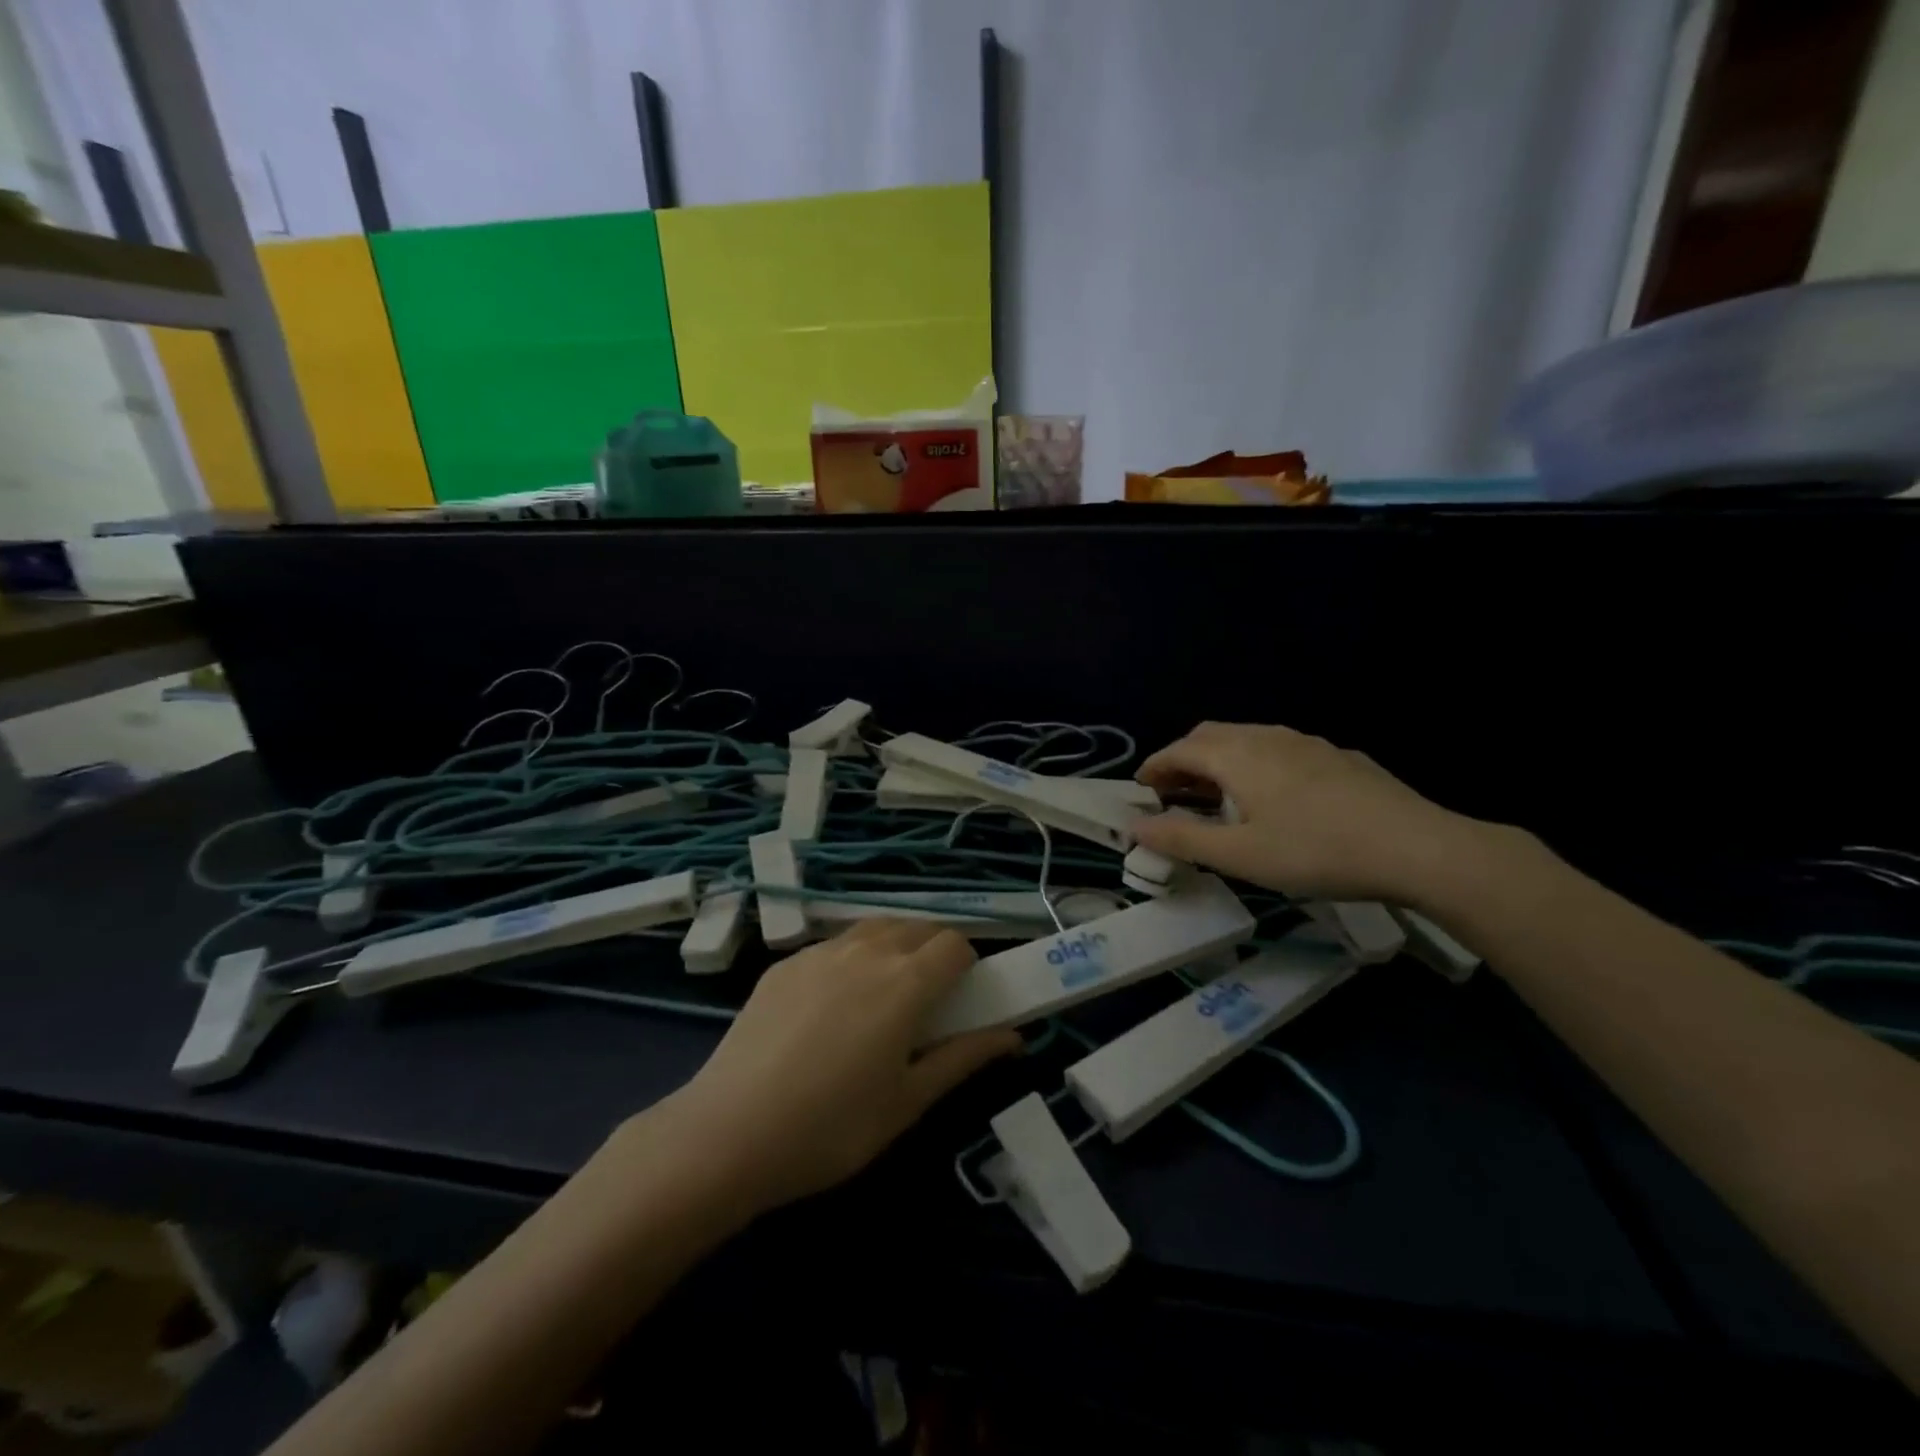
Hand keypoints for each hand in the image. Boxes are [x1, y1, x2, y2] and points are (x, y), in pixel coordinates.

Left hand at [661, 920, 1018, 1216]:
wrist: (728, 1132)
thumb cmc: (833, 1127)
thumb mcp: (908, 1101)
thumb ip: (964, 1057)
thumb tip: (1014, 1035)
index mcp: (906, 981)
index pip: (955, 943)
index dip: (966, 966)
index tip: (959, 1000)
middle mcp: (867, 950)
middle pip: (917, 927)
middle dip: (933, 952)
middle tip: (924, 1002)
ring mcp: (820, 952)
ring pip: (874, 928)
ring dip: (893, 947)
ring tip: (880, 997)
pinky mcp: (784, 964)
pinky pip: (833, 945)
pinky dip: (850, 959)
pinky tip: (829, 1008)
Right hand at [1130, 721, 1483, 902]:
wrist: (1417, 847)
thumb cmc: (1316, 851)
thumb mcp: (1240, 855)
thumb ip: (1182, 838)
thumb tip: (1135, 826)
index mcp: (1237, 756)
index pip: (1179, 750)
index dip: (1154, 767)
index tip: (1141, 789)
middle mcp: (1267, 737)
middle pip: (1210, 736)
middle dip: (1184, 759)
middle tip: (1174, 792)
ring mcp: (1306, 742)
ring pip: (1247, 739)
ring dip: (1220, 760)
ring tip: (1218, 795)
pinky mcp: (1337, 756)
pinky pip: (1280, 749)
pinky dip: (1255, 764)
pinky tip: (1274, 796)